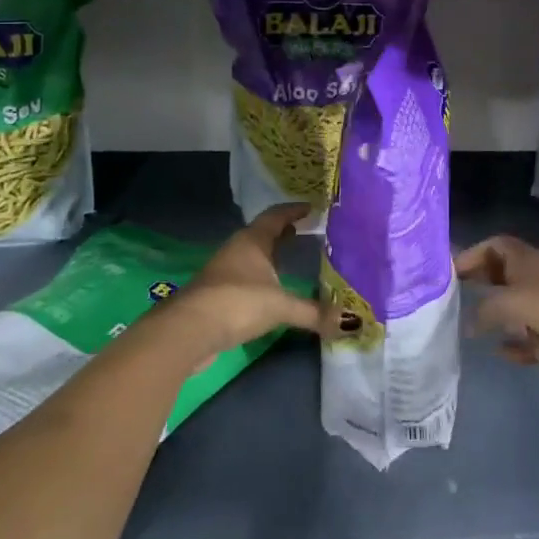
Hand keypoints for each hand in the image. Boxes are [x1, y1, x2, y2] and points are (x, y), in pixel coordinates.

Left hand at [171, 202, 325, 355]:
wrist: (187, 331)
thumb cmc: (236, 303)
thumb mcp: (280, 306)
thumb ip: (314, 312)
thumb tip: (351, 322)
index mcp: (252, 241)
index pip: (276, 216)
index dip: (294, 210)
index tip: (312, 207)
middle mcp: (237, 250)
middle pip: (263, 234)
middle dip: (284, 233)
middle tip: (306, 232)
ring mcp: (224, 272)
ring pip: (253, 256)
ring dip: (271, 256)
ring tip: (293, 259)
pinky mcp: (217, 295)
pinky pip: (246, 278)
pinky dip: (262, 278)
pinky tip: (273, 291)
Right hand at [457, 235, 538, 389]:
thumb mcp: (508, 302)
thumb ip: (483, 310)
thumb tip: (469, 323)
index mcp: (525, 261)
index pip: (495, 246)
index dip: (473, 254)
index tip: (450, 270)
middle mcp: (534, 281)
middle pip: (501, 275)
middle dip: (479, 281)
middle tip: (452, 294)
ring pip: (513, 309)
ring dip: (494, 316)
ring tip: (466, 324)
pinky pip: (526, 340)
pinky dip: (512, 345)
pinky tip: (497, 351)